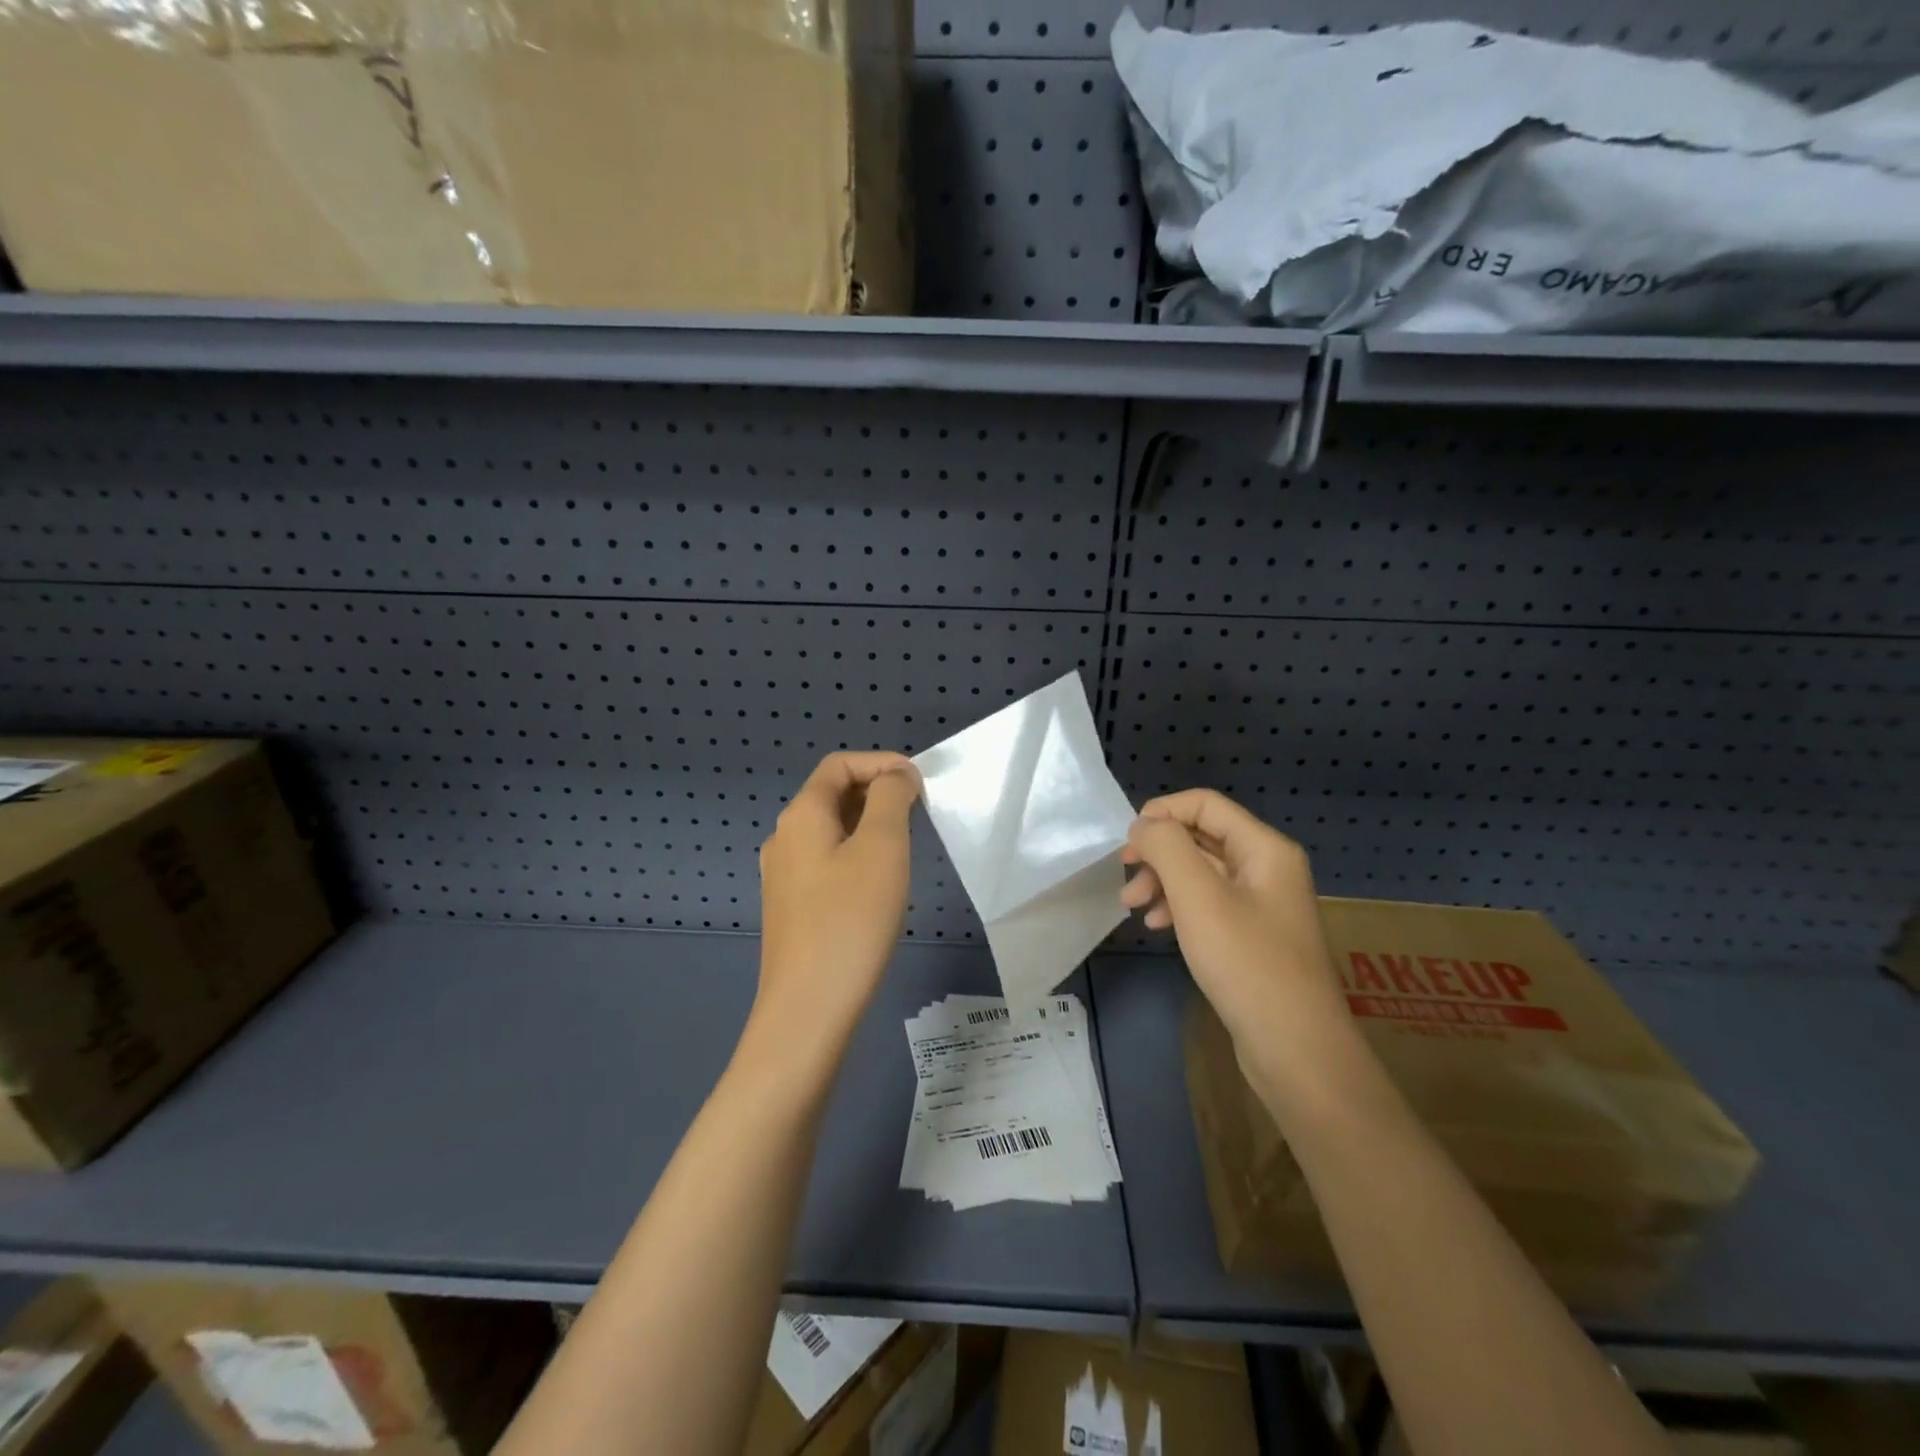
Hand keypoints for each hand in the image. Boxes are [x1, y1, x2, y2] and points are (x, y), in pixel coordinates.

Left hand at [755, 752, 920, 1052]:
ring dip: (869, 824)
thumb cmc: (851, 920)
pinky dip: (856, 854)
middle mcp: (783, 838)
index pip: (838, 764)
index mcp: (800, 816)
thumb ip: (890, 798)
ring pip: (830, 830)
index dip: (881, 762)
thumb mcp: (882, 847)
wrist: (808, 1009)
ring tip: (905, 844)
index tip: (920, 782)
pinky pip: (826, 861)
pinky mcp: (791, 908)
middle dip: (877, 792)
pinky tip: (879, 883)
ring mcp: (783, 876)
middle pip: (831, 794)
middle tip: (919, 812)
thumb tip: (896, 776)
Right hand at [1120, 789, 1346, 1064]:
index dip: (1161, 812)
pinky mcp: (1254, 936)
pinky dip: (1179, 907)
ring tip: (1132, 907)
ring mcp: (1263, 904)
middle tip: (1124, 875)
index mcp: (1264, 848)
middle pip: (1202, 837)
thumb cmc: (1246, 963)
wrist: (1296, 1049)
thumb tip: (1144, 825)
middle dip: (1158, 852)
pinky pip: (1209, 904)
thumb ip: (1167, 848)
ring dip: (1163, 881)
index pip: (1205, 804)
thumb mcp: (1198, 897)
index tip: (1127, 842)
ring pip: (1202, 872)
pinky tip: (1159, 926)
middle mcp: (1268, 868)